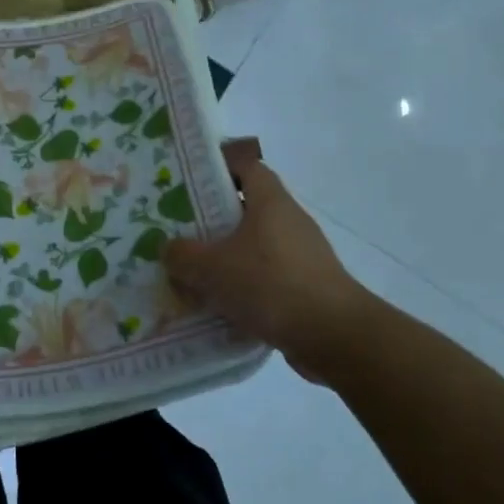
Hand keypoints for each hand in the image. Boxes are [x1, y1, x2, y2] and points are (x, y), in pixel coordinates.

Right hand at [163, 160, 378, 384]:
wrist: (334, 336)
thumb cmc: (270, 284)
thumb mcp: (211, 268)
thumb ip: (182, 255)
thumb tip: (169, 249)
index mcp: (271, 201)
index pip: (246, 166)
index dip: (219, 169)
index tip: (189, 183)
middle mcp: (290, 221)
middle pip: (247, 209)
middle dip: (213, 220)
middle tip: (180, 232)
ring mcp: (303, 255)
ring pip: (255, 247)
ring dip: (227, 258)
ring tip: (193, 274)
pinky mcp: (308, 287)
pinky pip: (267, 278)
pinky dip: (244, 287)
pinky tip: (220, 306)